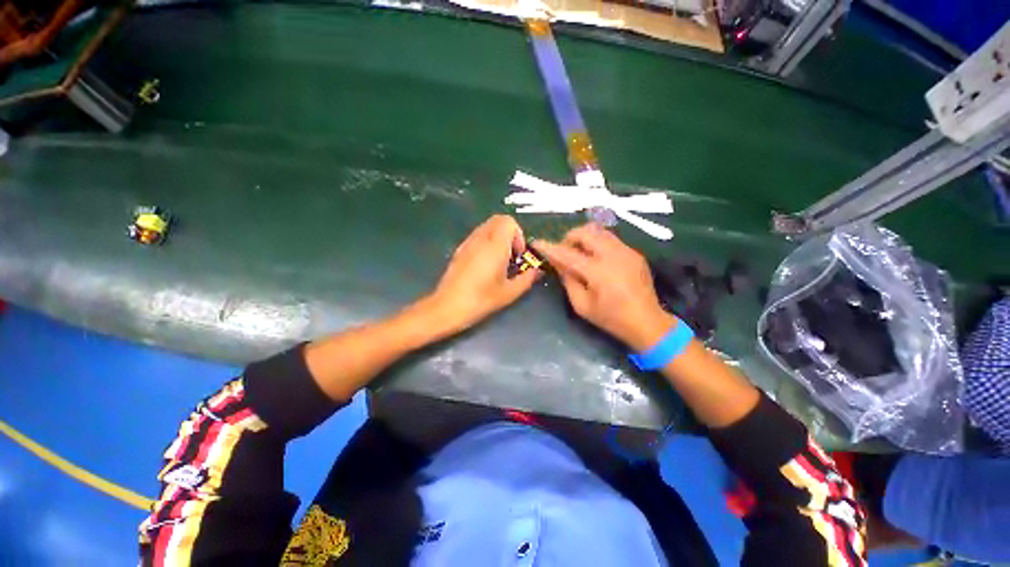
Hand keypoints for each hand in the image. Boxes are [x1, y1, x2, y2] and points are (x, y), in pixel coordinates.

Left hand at [426, 215, 539, 333]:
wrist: (448, 307)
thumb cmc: (481, 299)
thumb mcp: (509, 292)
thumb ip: (527, 279)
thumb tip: (537, 271)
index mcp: (495, 245)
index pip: (508, 221)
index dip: (518, 235)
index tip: (518, 255)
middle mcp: (480, 238)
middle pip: (498, 220)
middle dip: (510, 234)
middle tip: (511, 256)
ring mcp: (467, 243)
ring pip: (487, 227)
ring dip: (498, 238)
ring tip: (499, 261)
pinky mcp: (459, 250)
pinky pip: (477, 236)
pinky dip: (486, 243)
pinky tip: (485, 265)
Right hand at [534, 224, 674, 349]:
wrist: (647, 322)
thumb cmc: (611, 318)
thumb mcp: (582, 305)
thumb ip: (568, 281)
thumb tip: (558, 263)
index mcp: (597, 271)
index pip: (567, 253)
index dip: (549, 247)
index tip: (537, 243)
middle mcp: (612, 254)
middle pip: (585, 232)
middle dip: (569, 238)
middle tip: (564, 252)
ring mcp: (626, 251)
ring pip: (599, 231)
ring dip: (584, 238)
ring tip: (580, 253)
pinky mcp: (634, 253)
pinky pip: (610, 239)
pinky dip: (597, 243)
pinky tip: (598, 260)